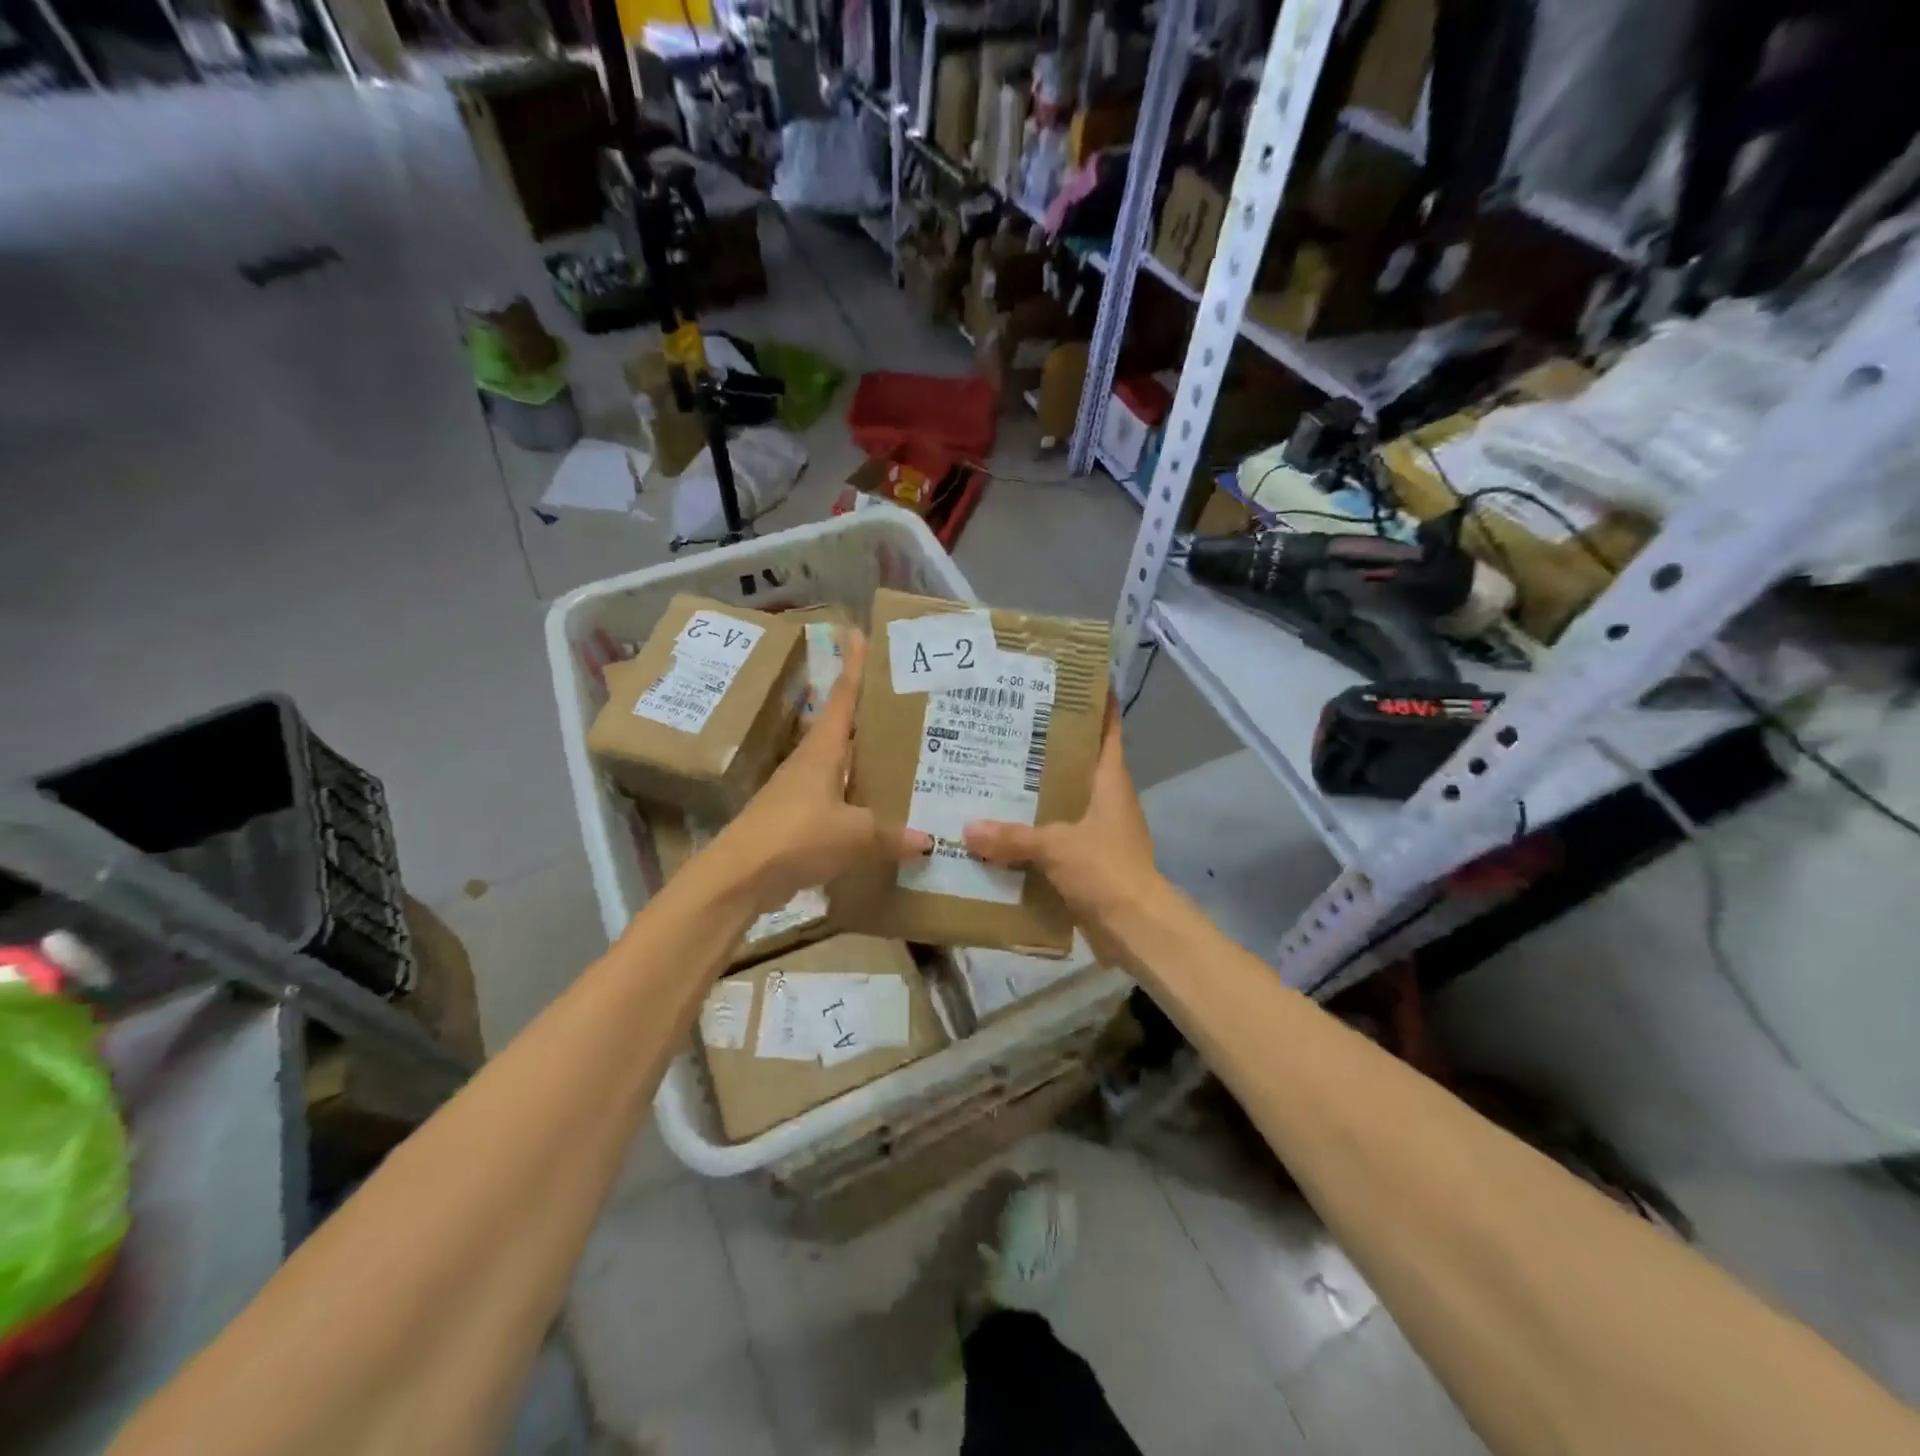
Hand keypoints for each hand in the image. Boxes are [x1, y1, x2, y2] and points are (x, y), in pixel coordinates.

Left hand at [714, 629, 930, 910]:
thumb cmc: (795, 836)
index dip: (854, 665)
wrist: (739, 877)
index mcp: (823, 749)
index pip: (843, 696)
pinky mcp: (801, 818)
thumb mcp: (853, 834)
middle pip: (847, 727)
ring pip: (846, 764)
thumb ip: (892, 834)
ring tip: (910, 753)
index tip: (861, 634)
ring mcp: (804, 790)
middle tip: (913, 701)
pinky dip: (863, 797)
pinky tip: (886, 808)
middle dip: (874, 712)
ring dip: (870, 757)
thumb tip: (929, 839)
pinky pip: (842, 798)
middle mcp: (813, 761)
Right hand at [963, 706, 1162, 954]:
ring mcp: (1098, 829)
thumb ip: (1012, 837)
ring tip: (992, 770)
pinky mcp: (1087, 858)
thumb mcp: (1057, 847)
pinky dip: (1032, 829)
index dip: (1095, 702)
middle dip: (1046, 745)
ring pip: (1063, 798)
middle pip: (1077, 760)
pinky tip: (999, 827)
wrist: (1136, 929)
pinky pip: (1054, 834)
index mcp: (1110, 781)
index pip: (1107, 729)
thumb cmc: (1107, 871)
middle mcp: (1106, 798)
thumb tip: (967, 829)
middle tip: (1005, 724)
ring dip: (1035, 789)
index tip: (1068, 680)